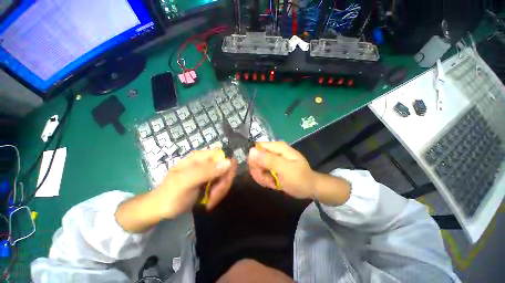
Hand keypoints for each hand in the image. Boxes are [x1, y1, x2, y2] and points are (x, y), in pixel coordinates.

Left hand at [154, 149, 237, 216]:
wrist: (160, 210)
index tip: (224, 181)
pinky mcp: (209, 182)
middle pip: (226, 167)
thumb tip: (229, 162)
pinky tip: (209, 201)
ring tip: (209, 200)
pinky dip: (218, 195)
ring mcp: (208, 173)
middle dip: (223, 183)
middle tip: (213, 195)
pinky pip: (221, 185)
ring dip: (220, 191)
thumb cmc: (170, 195)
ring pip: (225, 178)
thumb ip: (206, 171)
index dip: (228, 167)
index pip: (223, 155)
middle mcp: (206, 162)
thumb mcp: (186, 182)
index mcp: (199, 157)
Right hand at [248, 142, 350, 205]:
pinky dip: (264, 179)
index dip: (255, 160)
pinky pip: (261, 171)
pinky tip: (271, 183)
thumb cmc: (300, 179)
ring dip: (261, 177)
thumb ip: (269, 160)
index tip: (260, 171)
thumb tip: (251, 151)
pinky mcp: (271, 166)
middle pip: (255, 157)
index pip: (257, 148)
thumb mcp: (286, 170)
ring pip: (256, 166)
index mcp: (277, 147)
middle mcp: (273, 151)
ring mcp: (272, 159)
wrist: (310, 188)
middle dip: (259, 171)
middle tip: (267, 180)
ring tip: (271, 183)